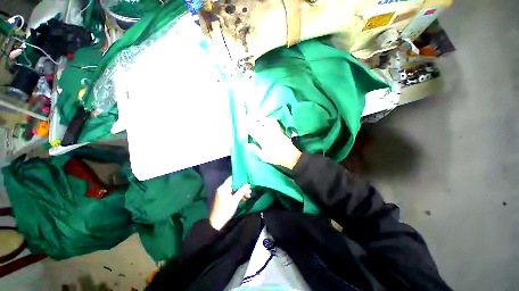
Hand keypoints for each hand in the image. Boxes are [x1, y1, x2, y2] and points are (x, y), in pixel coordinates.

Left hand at [209, 177, 251, 230]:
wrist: (217, 222)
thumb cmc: (226, 210)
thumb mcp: (235, 200)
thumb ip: (242, 191)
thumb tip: (248, 184)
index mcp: (223, 188)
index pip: (232, 179)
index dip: (239, 179)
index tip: (247, 180)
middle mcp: (223, 189)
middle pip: (234, 185)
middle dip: (242, 187)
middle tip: (249, 190)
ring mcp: (223, 194)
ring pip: (234, 190)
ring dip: (241, 192)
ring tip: (248, 195)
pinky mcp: (224, 198)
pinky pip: (232, 194)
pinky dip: (238, 196)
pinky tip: (244, 199)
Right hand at [249, 118, 301, 169]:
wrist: (290, 156)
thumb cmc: (276, 158)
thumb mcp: (264, 157)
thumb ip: (255, 150)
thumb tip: (249, 144)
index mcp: (262, 139)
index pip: (252, 131)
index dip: (247, 127)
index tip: (244, 126)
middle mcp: (267, 132)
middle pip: (257, 124)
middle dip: (250, 121)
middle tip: (246, 119)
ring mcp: (274, 129)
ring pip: (264, 120)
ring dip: (258, 118)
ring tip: (254, 116)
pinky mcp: (280, 129)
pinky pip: (274, 121)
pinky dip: (269, 119)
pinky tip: (267, 119)